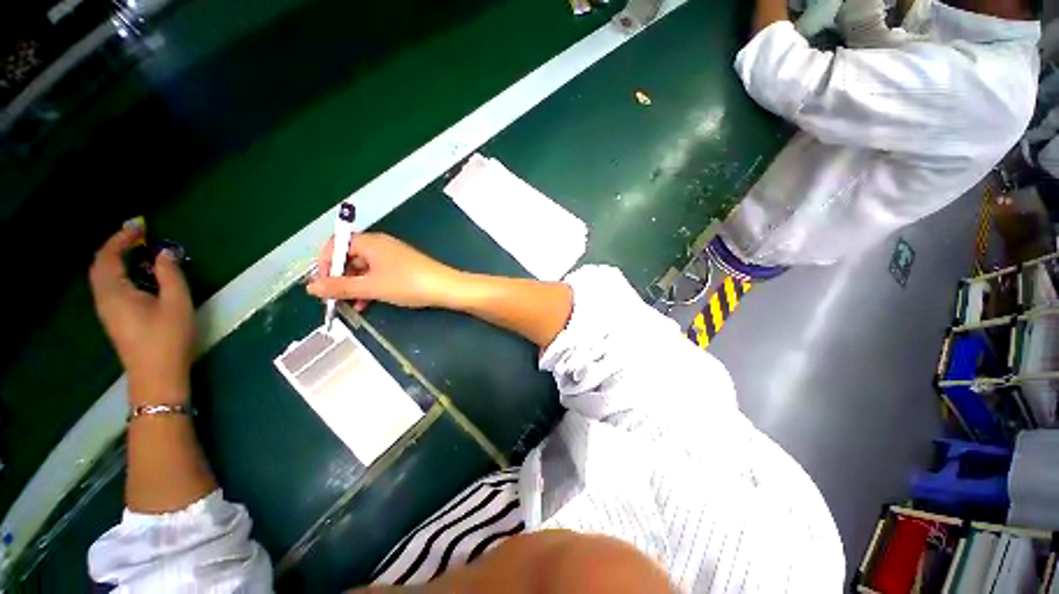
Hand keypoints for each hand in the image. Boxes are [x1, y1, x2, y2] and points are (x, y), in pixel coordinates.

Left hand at [89, 220, 194, 405]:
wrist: (157, 375)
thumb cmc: (168, 337)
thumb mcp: (176, 303)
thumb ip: (170, 275)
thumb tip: (165, 252)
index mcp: (115, 291)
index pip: (108, 257)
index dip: (121, 238)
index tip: (139, 226)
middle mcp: (104, 298)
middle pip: (101, 265)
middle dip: (117, 246)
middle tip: (138, 235)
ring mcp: (107, 310)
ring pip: (104, 276)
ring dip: (117, 259)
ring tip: (139, 250)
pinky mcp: (115, 318)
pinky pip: (110, 286)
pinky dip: (120, 272)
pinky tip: (138, 274)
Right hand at [306, 233, 462, 309]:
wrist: (446, 287)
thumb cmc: (407, 284)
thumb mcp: (371, 287)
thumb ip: (340, 287)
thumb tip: (310, 287)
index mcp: (370, 242)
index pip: (336, 245)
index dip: (325, 265)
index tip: (322, 286)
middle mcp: (380, 245)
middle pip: (350, 258)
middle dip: (340, 279)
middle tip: (335, 299)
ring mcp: (393, 256)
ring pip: (364, 269)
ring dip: (355, 287)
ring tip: (353, 306)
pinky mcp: (403, 267)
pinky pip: (378, 274)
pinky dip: (370, 287)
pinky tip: (368, 304)